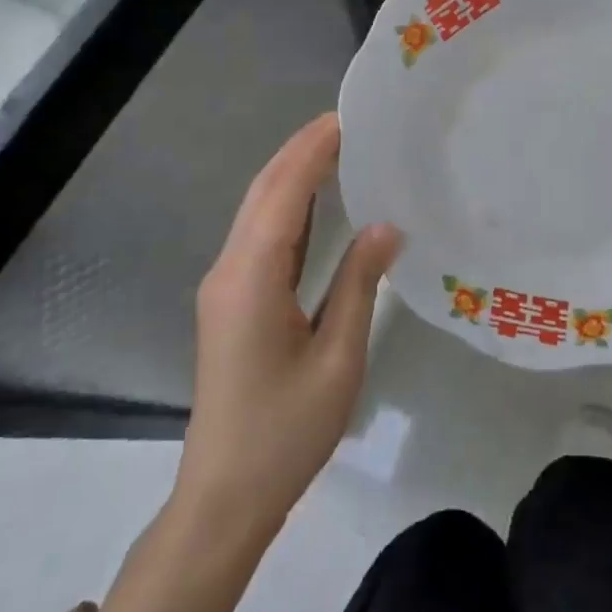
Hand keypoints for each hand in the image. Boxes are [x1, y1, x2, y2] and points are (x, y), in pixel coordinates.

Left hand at [170, 114, 400, 554]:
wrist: (226, 494)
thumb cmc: (286, 431)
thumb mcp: (337, 359)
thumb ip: (359, 285)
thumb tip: (386, 226)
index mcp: (251, 278)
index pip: (284, 194)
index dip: (312, 151)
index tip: (345, 117)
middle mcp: (229, 270)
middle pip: (263, 193)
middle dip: (300, 152)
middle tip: (346, 122)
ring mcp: (225, 286)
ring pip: (258, 212)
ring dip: (292, 174)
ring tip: (336, 147)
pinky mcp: (231, 302)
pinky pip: (260, 237)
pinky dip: (288, 207)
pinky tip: (316, 201)